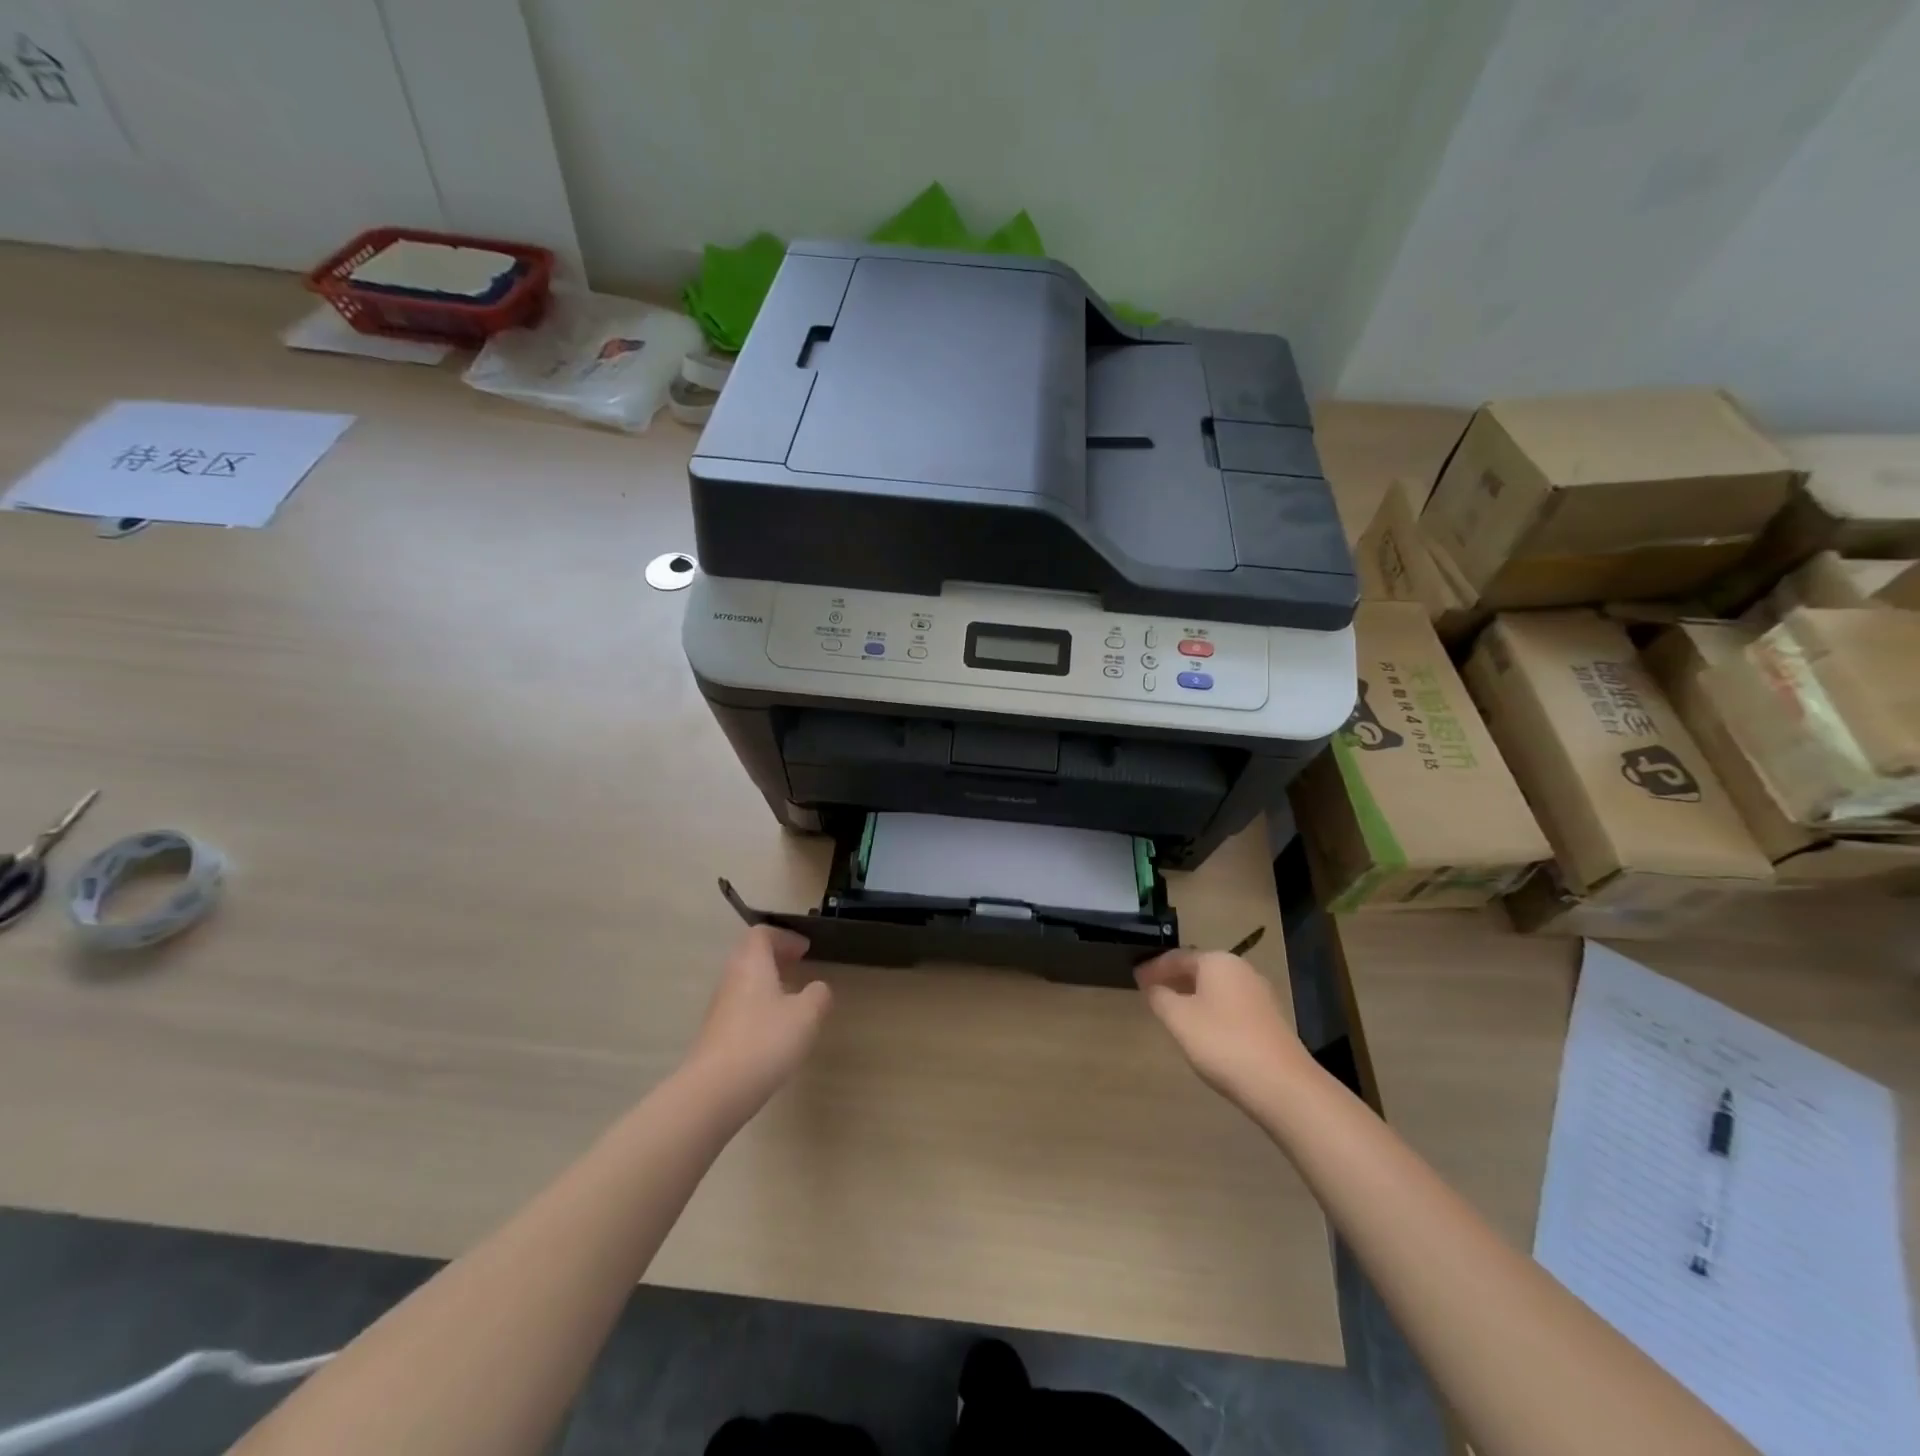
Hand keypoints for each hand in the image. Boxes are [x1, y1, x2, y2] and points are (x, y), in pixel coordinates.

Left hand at [684, 926, 832, 1112]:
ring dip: (767, 981)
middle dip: (775, 957)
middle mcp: (731, 979)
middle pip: (749, 955)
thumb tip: (818, 988)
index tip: (804, 949)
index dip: (784, 936)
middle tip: (798, 965)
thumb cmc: (765, 1041)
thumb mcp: (806, 1016)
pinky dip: (759, 1005)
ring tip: (791, 997)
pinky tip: (775, 1029)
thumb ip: (817, 996)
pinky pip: (740, 1006)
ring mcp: (719, 1008)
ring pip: (744, 982)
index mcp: (752, 964)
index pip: (761, 934)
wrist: (714, 1091)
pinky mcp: (715, 1034)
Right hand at [1135, 949, 1307, 1105]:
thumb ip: (1160, 997)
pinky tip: (1201, 1028)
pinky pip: (1230, 1005)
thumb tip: (1152, 987)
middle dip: (1173, 979)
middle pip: (1199, 968)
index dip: (1154, 967)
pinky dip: (1210, 1009)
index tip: (1135, 977)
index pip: (1177, 956)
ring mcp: (1260, 994)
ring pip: (1216, 988)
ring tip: (1172, 1010)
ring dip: (1192, 995)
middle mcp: (1241, 970)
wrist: (1282, 1085)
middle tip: (1150, 991)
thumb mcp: (1179, 1019)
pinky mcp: (1270, 1020)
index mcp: (1218, 962)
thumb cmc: (1223, 1043)